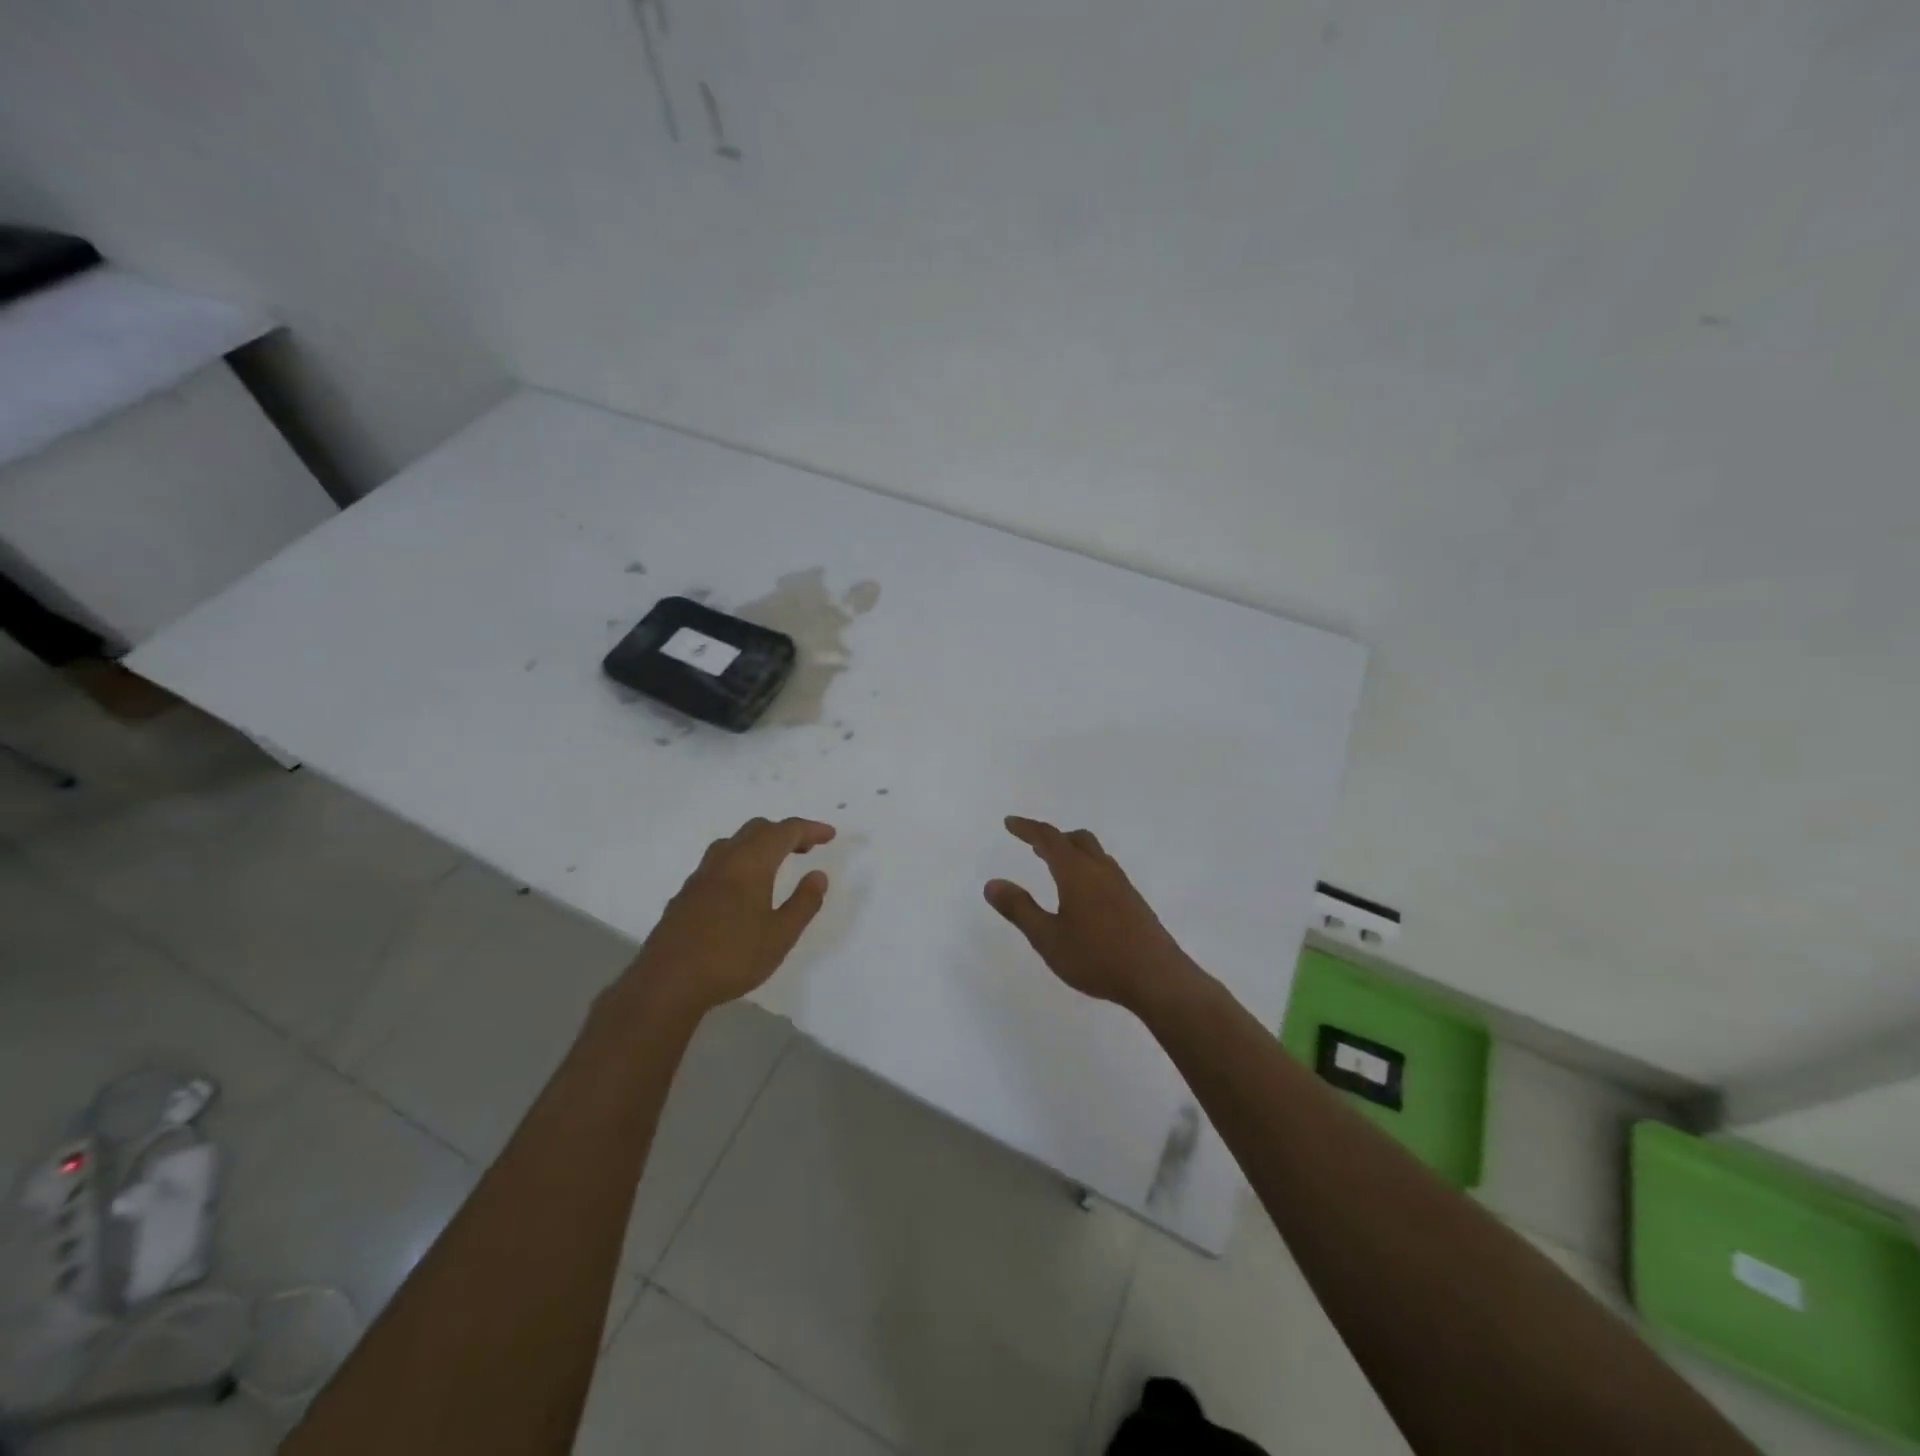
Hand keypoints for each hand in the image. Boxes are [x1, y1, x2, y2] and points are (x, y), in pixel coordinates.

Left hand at [628, 816, 835, 1017]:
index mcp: (750, 863)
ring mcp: (700, 876)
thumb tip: (818, 875)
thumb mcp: (780, 935)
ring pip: (734, 843)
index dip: (810, 828)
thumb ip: (803, 903)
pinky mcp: (685, 894)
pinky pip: (718, 862)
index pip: (785, 831)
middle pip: (757, 829)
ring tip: (776, 863)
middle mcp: (724, 861)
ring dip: (759, 843)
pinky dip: (740, 860)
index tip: (829, 835)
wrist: (668, 982)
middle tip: (806, 848)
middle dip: (784, 832)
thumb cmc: (732, 957)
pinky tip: (743, 888)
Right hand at [984, 816, 1197, 1012]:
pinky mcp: (1134, 902)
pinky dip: (1087, 869)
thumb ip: (1019, 909)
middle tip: (1034, 845)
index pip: (1049, 838)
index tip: (1010, 823)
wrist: (1157, 977)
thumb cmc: (1096, 957)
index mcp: (1077, 872)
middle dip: (1053, 837)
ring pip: (1094, 854)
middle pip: (1077, 839)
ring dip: (1072, 852)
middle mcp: (1101, 870)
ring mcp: (1122, 885)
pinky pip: (1105, 871)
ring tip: (1055, 867)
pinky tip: (1084, 895)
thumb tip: (992, 883)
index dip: (1027, 828)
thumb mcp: (1048, 937)